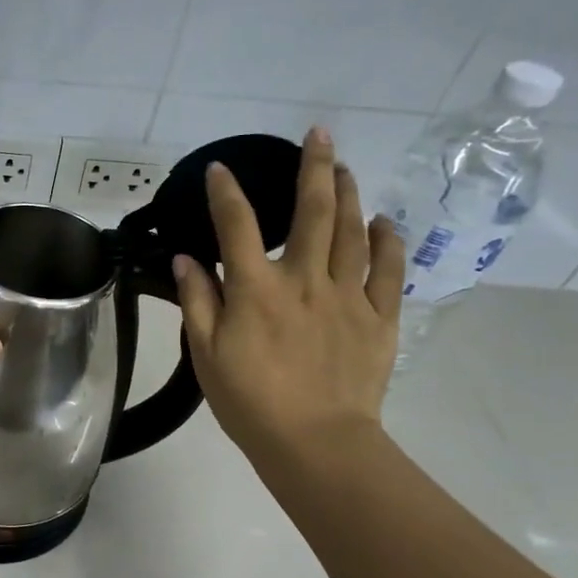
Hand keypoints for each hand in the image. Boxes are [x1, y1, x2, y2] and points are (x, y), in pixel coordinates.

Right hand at [171, 127, 405, 475]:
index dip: (225, 193)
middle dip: (314, 167)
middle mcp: (304, 279)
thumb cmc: (250, 402)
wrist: (314, 442)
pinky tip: (385, 221)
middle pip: (313, 211)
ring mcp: (349, 295)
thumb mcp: (206, 356)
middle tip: (318, 135)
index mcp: (256, 290)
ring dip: (349, 193)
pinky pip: (391, 268)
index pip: (236, 226)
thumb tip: (187, 259)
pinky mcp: (379, 317)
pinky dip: (389, 239)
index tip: (219, 169)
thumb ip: (198, 303)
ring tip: (345, 168)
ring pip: (353, 230)